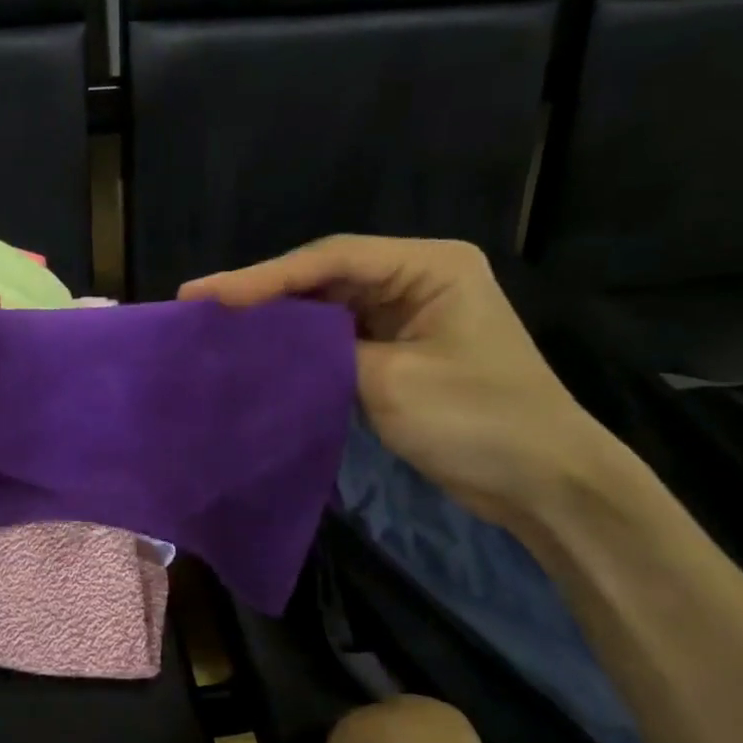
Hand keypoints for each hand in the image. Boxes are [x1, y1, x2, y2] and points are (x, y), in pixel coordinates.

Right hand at [181, 237, 619, 523]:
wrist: (543, 483)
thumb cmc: (478, 421)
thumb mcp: (393, 381)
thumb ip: (326, 350)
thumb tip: (270, 339)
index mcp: (429, 266)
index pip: (332, 258)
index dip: (263, 275)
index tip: (206, 294)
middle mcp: (416, 277)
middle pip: (325, 275)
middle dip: (263, 291)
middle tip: (199, 303)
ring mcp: (407, 313)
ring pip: (326, 304)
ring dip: (277, 316)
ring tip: (216, 324)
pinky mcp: (397, 348)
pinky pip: (337, 335)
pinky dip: (300, 343)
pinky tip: (260, 349)